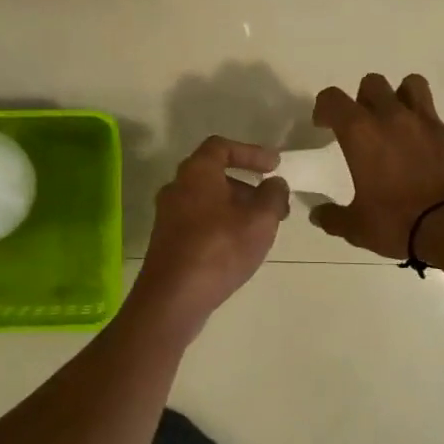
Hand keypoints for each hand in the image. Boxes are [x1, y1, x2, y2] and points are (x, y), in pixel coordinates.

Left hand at [135, 136, 290, 330]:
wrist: (173, 297)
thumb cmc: (219, 249)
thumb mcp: (260, 220)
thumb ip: (273, 196)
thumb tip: (275, 184)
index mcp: (196, 172)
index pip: (221, 147)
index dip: (250, 152)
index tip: (274, 166)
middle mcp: (177, 187)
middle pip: (214, 174)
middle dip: (247, 185)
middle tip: (272, 201)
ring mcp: (168, 215)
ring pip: (207, 200)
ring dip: (236, 206)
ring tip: (262, 227)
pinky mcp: (167, 241)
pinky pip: (198, 221)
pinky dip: (221, 223)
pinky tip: (239, 246)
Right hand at [310, 74, 443, 260]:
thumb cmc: (398, 224)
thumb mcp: (356, 228)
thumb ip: (333, 217)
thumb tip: (318, 215)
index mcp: (361, 134)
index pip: (333, 99)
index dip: (324, 108)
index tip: (324, 126)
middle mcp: (395, 118)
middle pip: (374, 83)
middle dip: (365, 98)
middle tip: (366, 125)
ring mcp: (432, 124)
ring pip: (416, 85)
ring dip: (407, 97)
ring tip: (406, 120)